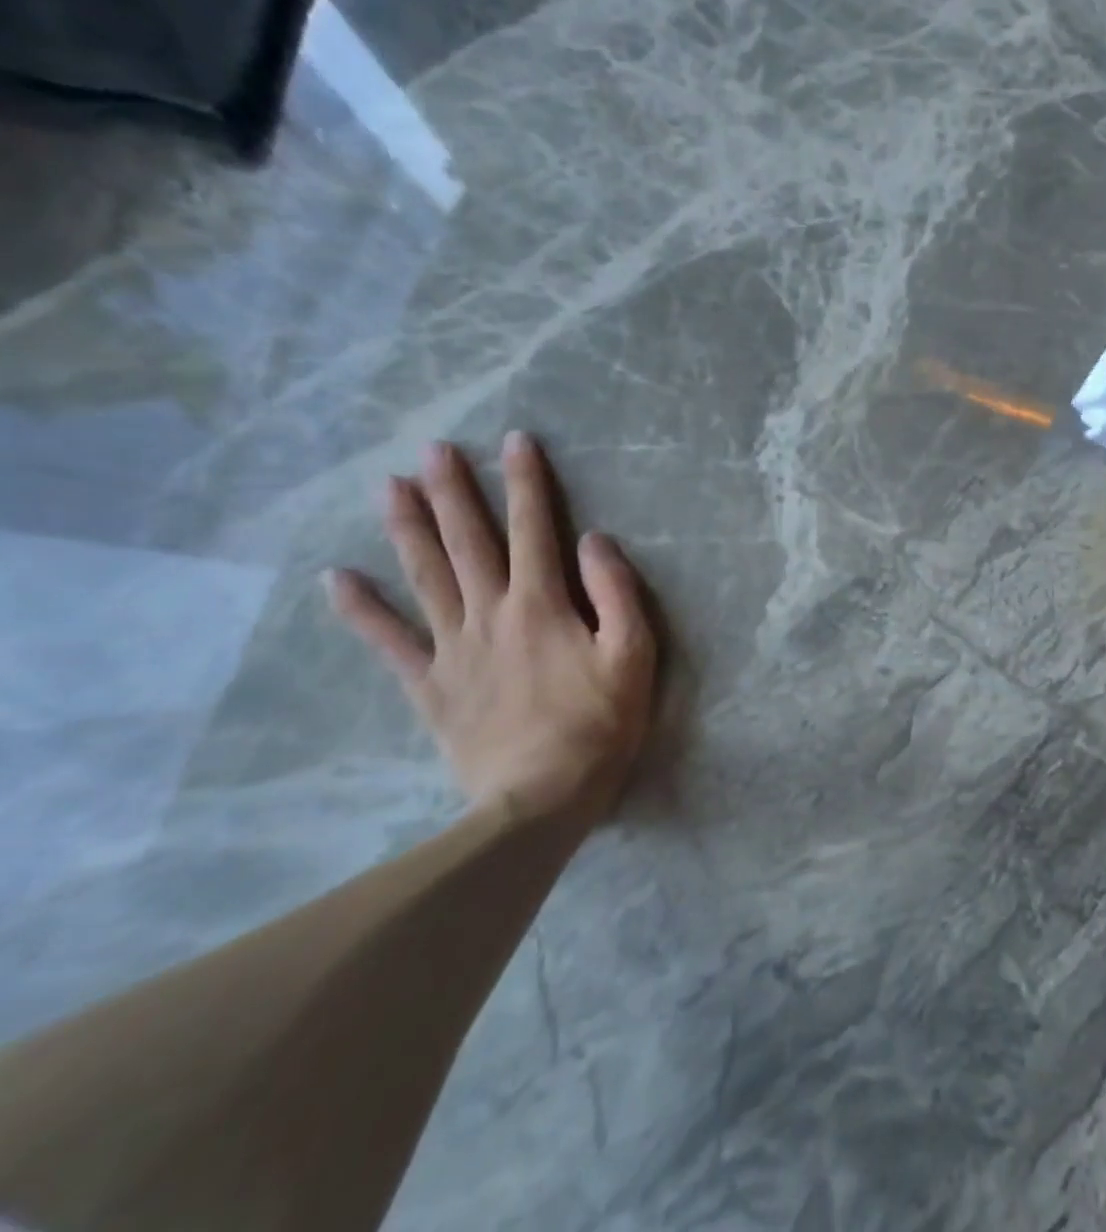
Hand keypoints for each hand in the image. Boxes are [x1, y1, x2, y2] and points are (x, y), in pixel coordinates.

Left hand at [325, 432, 657, 820]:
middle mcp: (491, 614)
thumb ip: (618, 594)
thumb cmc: (600, 724)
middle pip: (468, 542)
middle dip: (453, 492)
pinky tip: (335, 579)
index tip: (515, 440)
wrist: (539, 799)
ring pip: (425, 577)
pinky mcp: (430, 685)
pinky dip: (361, 609)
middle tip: (433, 449)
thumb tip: (594, 541)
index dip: (527, 483)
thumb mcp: (634, 656)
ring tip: (389, 487)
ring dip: (407, 529)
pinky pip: (389, 641)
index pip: (535, 529)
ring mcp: (453, 648)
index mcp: (543, 605)